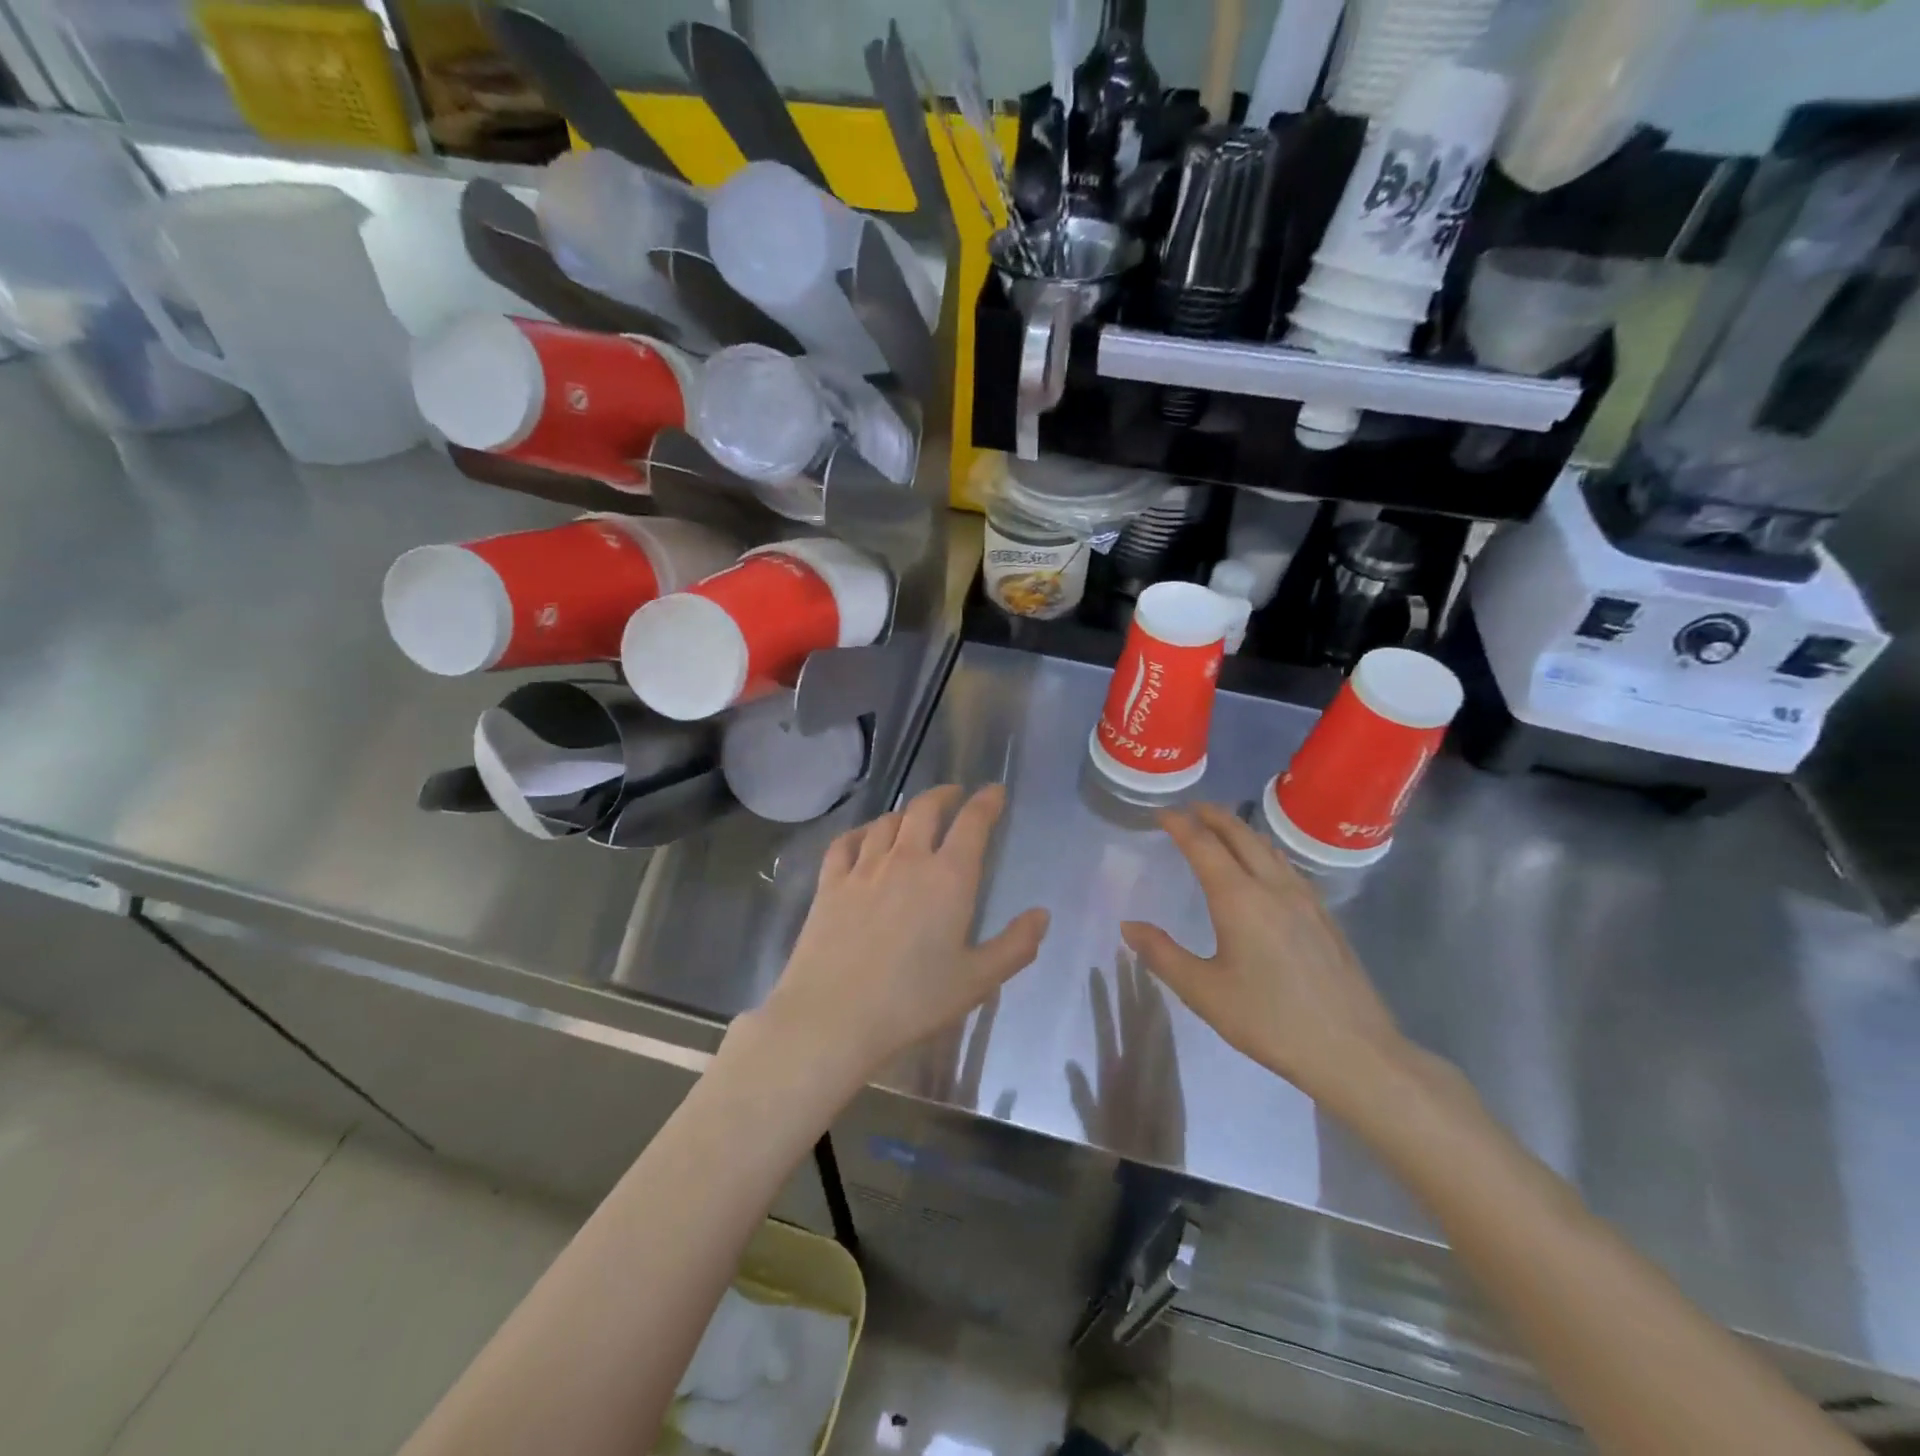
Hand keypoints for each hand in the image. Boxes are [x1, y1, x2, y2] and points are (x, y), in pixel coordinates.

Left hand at [753, 784, 1049, 1089]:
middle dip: (945, 794)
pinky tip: (864, 837)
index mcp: (949, 877)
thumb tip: (1042, 915)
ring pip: (887, 822)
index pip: (972, 823)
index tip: (995, 791)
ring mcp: (864, 868)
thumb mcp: (977, 980)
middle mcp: (907, 860)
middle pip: (926, 809)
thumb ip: (1015, 946)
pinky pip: (846, 842)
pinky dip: (861, 832)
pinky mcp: (830, 883)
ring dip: (906, 813)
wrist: (833, 1016)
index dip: (986, 801)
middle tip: (955, 794)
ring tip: (914, 817)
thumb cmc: (913, 1001)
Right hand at [1120, 804, 1411, 1116]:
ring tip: (1223, 829)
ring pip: (1269, 848)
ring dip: (1241, 830)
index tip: (1162, 813)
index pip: (1204, 846)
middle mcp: (1273, 888)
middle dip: (1213, 816)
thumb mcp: (1204, 993)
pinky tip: (1265, 869)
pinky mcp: (1325, 917)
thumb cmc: (1270, 1021)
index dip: (1180, 825)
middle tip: (1191, 808)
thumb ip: (1162, 954)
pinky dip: (1264, 851)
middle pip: (1241, 836)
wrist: (1353, 1050)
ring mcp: (1306, 900)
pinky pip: (1288, 867)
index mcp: (1239, 899)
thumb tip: (1128, 925)